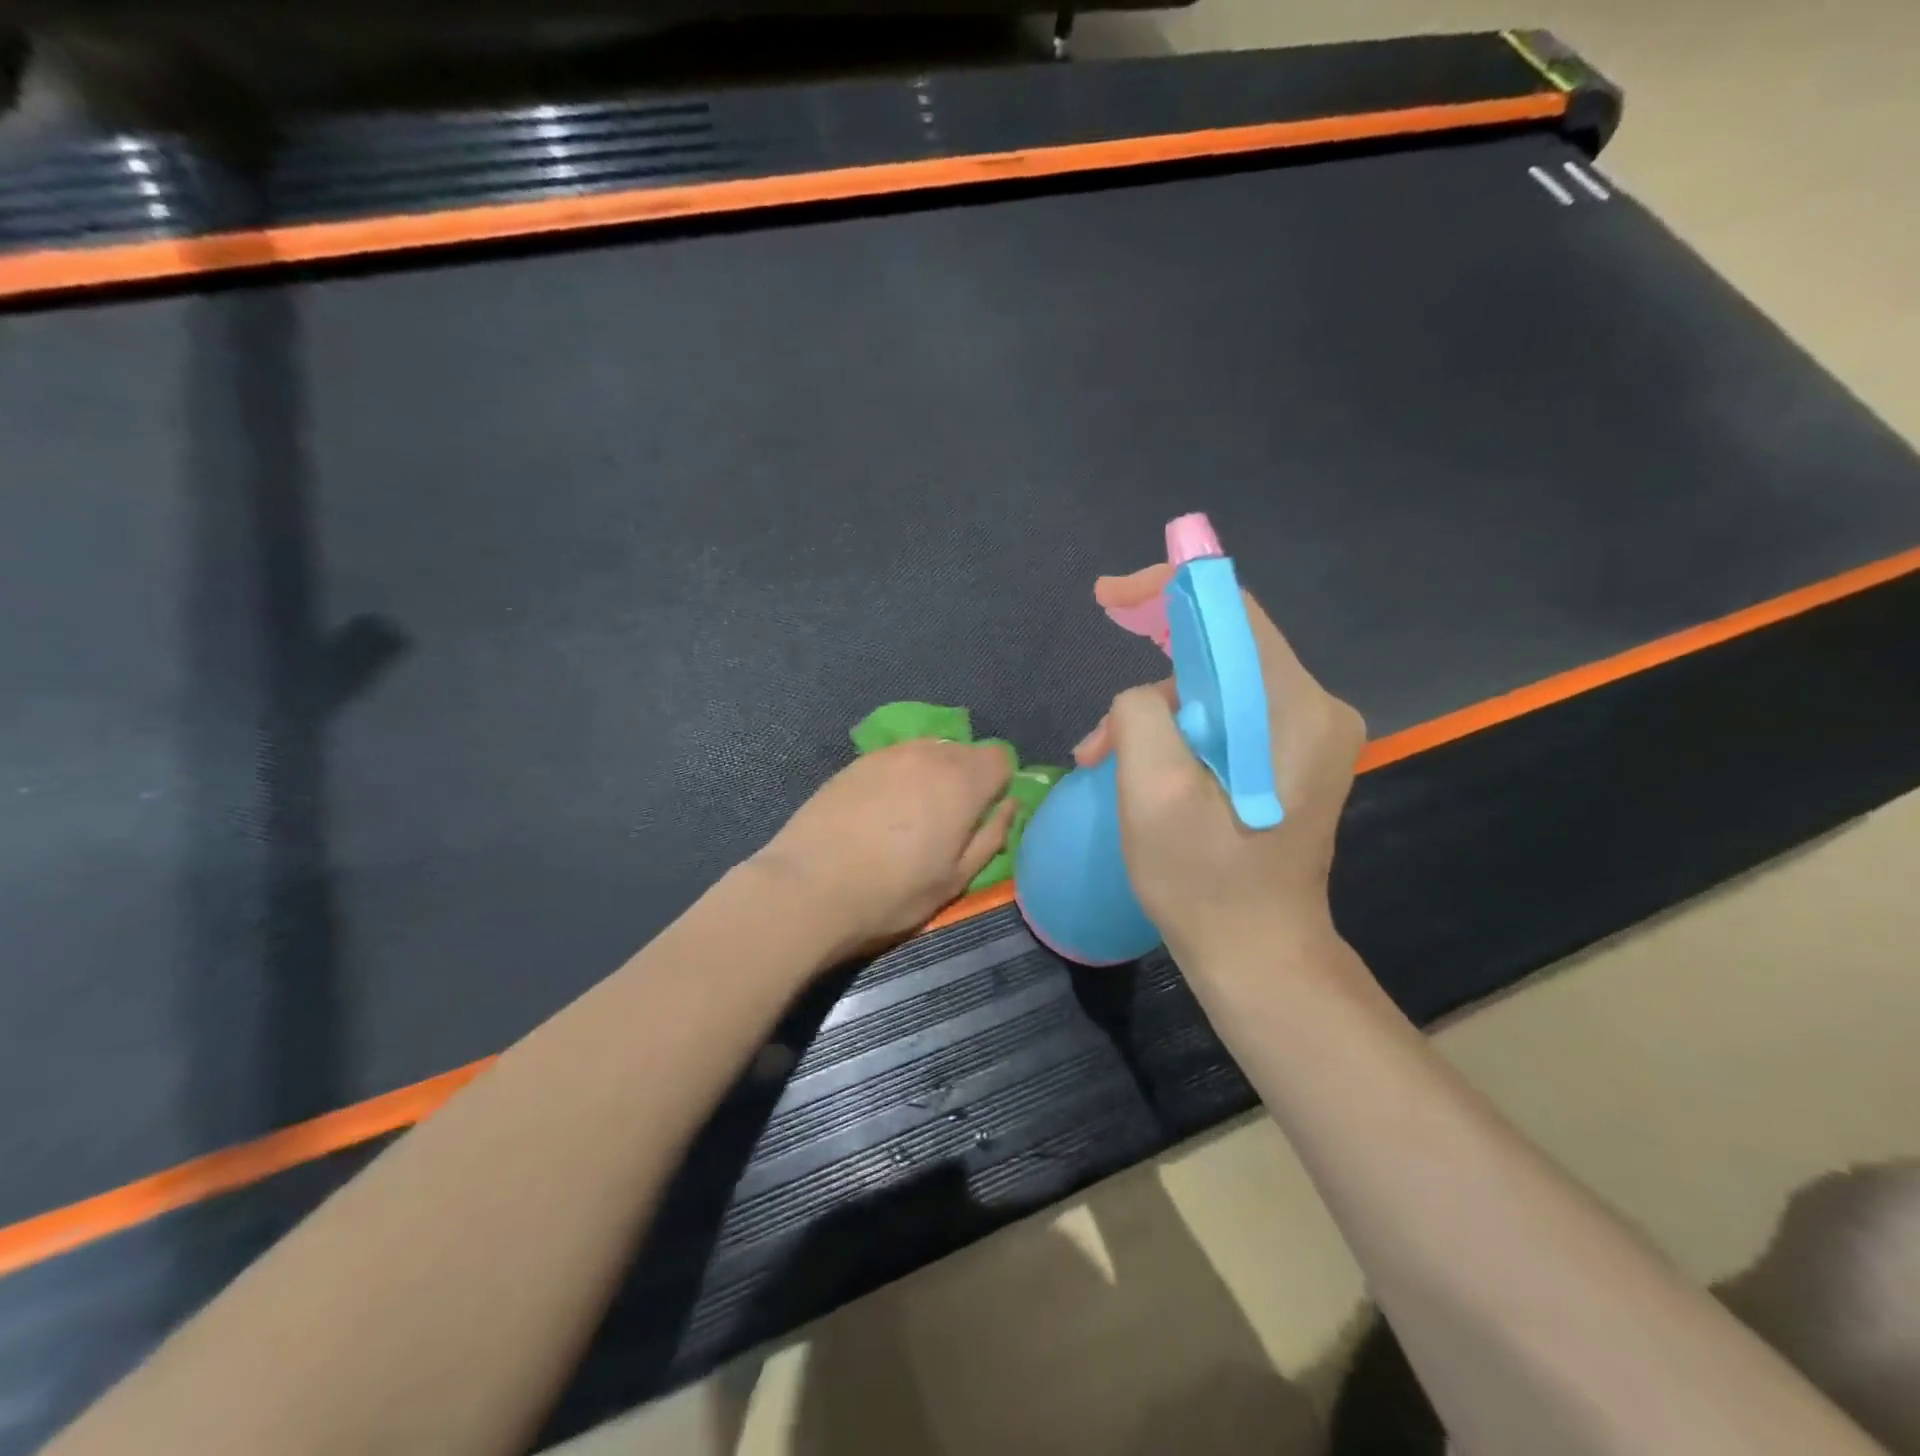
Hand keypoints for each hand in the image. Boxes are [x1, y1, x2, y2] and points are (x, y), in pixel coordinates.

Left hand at [755, 739, 1015, 957]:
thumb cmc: (892, 893)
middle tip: (948, 821)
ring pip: (928, 752)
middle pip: (964, 751)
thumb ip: (991, 836)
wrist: (809, 887)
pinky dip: (899, 777)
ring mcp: (888, 754)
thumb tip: (1009, 805)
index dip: (998, 784)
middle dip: (967, 778)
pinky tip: (880, 811)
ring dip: (932, 775)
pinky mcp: (855, 763)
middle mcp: (929, 755)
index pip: (1000, 758)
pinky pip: (895, 760)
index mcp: (962, 782)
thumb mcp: (955, 879)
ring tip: (913, 816)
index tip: (983, 815)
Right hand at [1075, 566, 1365, 968]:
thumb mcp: (1153, 794)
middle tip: (1100, 689)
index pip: (1231, 612)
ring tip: (1103, 759)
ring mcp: (1306, 735)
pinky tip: (1139, 768)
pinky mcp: (1289, 759)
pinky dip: (1176, 732)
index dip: (1166, 590)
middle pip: (1221, 648)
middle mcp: (1314, 709)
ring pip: (1215, 687)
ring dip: (1154, 712)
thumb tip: (1143, 696)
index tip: (1109, 597)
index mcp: (1294, 709)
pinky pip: (1224, 717)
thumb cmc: (1204, 882)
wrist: (1258, 956)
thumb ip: (1141, 715)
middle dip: (1149, 664)